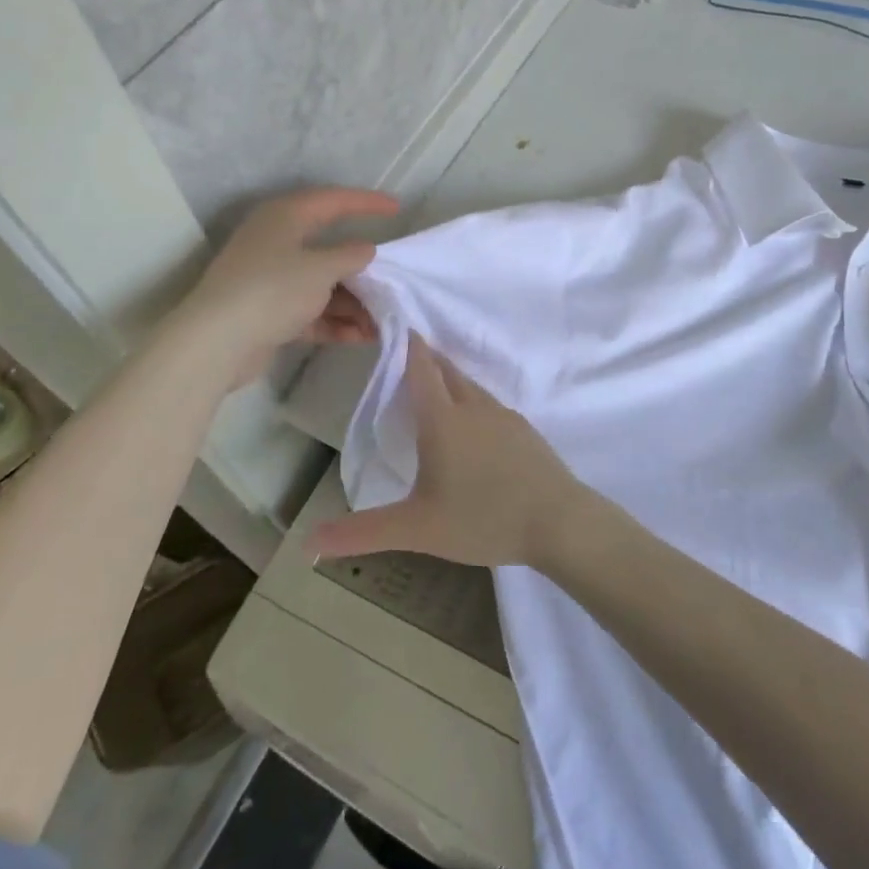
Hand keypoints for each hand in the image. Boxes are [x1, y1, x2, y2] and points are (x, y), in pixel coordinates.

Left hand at [180, 188, 399, 387]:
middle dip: (363, 271)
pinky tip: (361, 337)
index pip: (333, 201)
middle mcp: (277, 242)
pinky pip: (311, 311)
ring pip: (322, 285)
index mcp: (286, 217)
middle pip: (329, 250)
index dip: (366, 203)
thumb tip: (366, 249)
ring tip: (382, 322)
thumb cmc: (272, 290)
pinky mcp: (269, 312)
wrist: (219, 341)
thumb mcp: (321, 269)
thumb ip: (350, 256)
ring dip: (353, 303)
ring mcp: (272, 279)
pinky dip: (335, 322)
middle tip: (392, 281)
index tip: (397, 209)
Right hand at [308, 336, 604, 569]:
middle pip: (447, 371)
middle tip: (409, 354)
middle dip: (427, 360)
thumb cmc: (483, 519)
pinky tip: (474, 426)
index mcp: (443, 420)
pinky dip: (473, 402)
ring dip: (451, 380)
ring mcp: (504, 417)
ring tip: (436, 387)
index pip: (421, 370)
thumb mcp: (417, 529)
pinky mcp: (526, 432)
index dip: (408, 346)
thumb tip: (308, 542)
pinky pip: (491, 406)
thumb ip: (362, 532)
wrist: (560, 522)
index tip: (398, 326)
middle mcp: (473, 408)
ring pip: (471, 387)